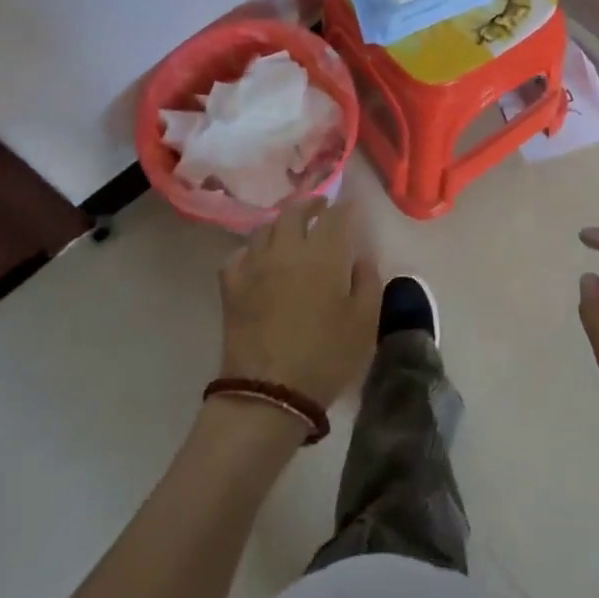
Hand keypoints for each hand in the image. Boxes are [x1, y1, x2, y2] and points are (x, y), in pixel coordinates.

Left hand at [218, 197, 381, 408]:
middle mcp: (287, 248)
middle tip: (321, 208)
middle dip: (311, 204)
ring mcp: (254, 264)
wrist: (269, 393)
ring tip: (290, 232)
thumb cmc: (325, 357)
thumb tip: (360, 257)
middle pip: (295, 212)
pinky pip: (239, 254)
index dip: (346, 208)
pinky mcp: (231, 285)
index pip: (336, 215)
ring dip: (281, 224)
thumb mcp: (364, 322)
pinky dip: (251, 250)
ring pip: (265, 228)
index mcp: (323, 254)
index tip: (353, 209)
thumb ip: (367, 281)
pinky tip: (258, 260)